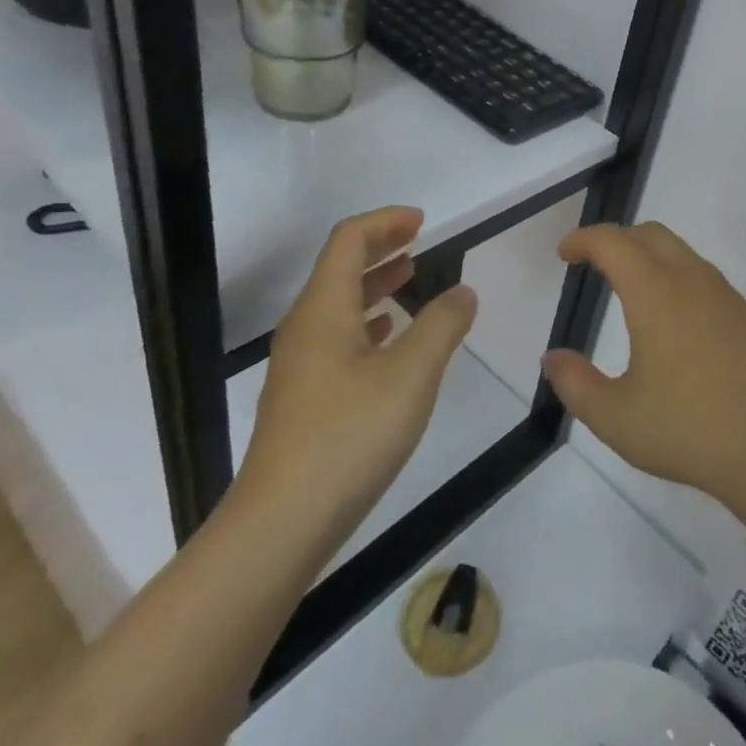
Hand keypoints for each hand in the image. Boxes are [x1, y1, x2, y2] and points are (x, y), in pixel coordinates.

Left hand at [236, 207, 476, 538]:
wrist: (282, 523)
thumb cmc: (350, 436)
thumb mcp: (412, 375)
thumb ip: (442, 326)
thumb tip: (463, 292)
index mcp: (324, 309)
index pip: (348, 241)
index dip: (385, 222)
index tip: (423, 222)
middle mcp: (305, 328)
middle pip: (339, 268)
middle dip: (380, 248)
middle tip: (420, 242)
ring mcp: (300, 365)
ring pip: (339, 305)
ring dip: (375, 284)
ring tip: (411, 281)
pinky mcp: (304, 398)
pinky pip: (337, 338)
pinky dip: (368, 323)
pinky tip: (389, 338)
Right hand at [541, 222, 745, 507]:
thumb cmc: (686, 429)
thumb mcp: (614, 417)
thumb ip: (575, 383)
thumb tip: (553, 358)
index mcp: (655, 294)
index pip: (613, 242)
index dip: (583, 239)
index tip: (565, 254)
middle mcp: (693, 282)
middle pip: (651, 235)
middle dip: (618, 240)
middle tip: (595, 265)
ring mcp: (728, 297)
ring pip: (685, 255)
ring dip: (653, 259)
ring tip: (635, 295)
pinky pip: (710, 283)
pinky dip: (683, 284)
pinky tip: (681, 328)